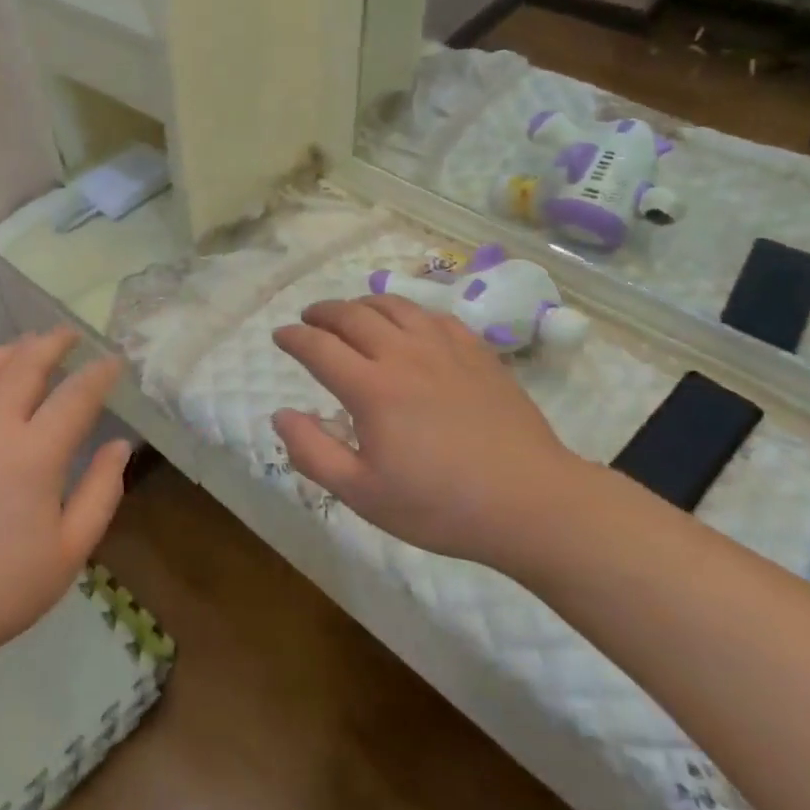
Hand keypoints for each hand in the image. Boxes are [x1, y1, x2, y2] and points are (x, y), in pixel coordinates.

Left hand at [0, 330, 129, 682]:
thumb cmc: (4, 586)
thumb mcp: (70, 550)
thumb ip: (102, 491)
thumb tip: (119, 445)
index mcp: (34, 455)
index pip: (76, 395)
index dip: (100, 373)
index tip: (114, 362)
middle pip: (26, 364)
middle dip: (54, 343)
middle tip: (71, 336)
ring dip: (11, 350)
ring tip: (29, 346)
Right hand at [270, 296, 583, 573]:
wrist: (530, 503)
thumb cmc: (440, 505)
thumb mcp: (363, 494)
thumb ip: (313, 453)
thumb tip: (280, 414)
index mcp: (371, 388)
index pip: (318, 346)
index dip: (293, 337)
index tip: (279, 335)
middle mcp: (403, 354)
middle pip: (351, 315)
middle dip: (322, 312)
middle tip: (308, 319)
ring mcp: (443, 348)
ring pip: (393, 306)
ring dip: (362, 304)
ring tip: (351, 313)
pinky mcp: (476, 352)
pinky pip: (433, 315)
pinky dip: (408, 312)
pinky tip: (407, 324)